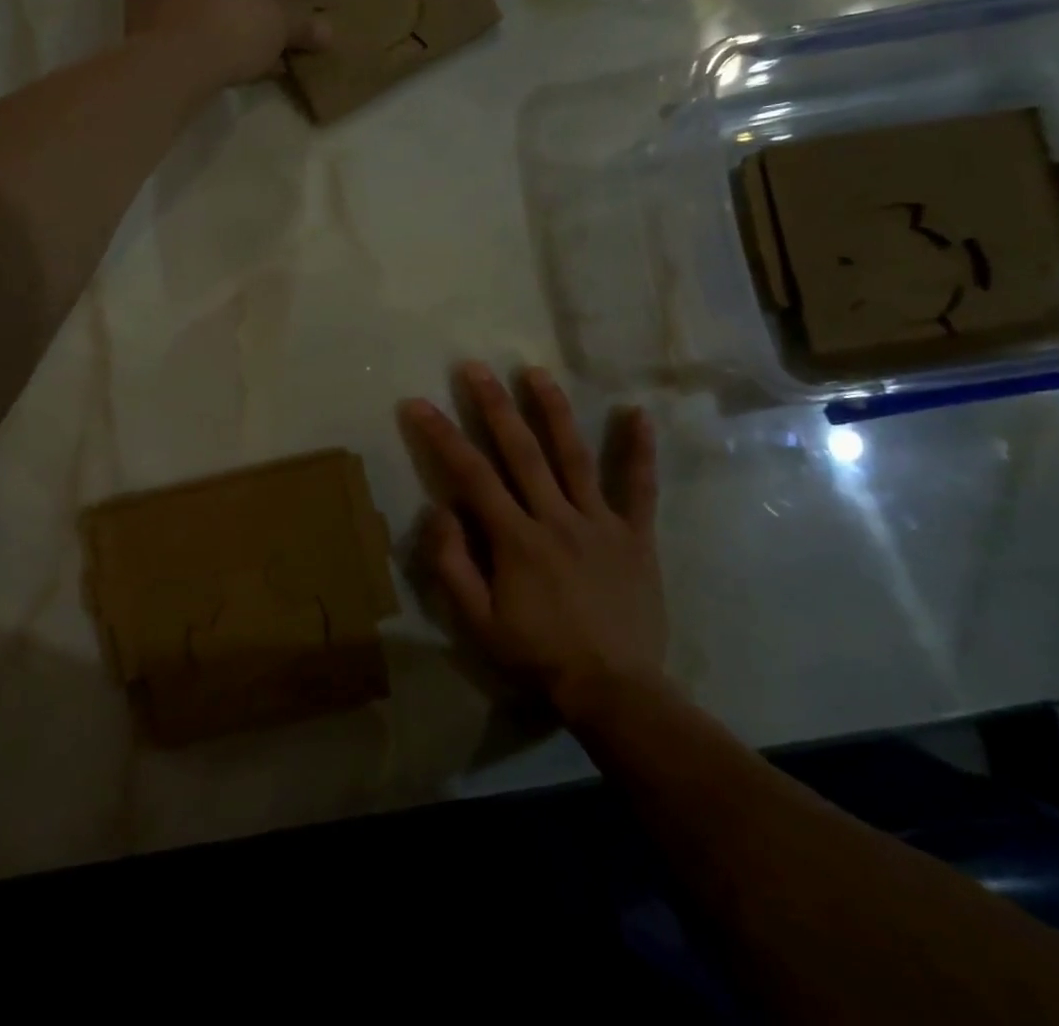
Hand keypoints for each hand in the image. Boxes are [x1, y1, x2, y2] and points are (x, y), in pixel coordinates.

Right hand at [403, 363, 666, 713]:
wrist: (614, 690)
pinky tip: (637, 413)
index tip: (418, 404)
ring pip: (574, 456)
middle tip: (475, 367)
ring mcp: (600, 522)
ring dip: (553, 411)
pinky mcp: (635, 535)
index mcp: (516, 539)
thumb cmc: (538, 655)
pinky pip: (639, 488)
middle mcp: (556, 518)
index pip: (471, 475)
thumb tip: (439, 509)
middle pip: (521, 451)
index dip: (441, 436)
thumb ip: (453, 564)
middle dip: (494, 405)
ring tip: (536, 372)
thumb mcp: (478, 622)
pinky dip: (639, 450)